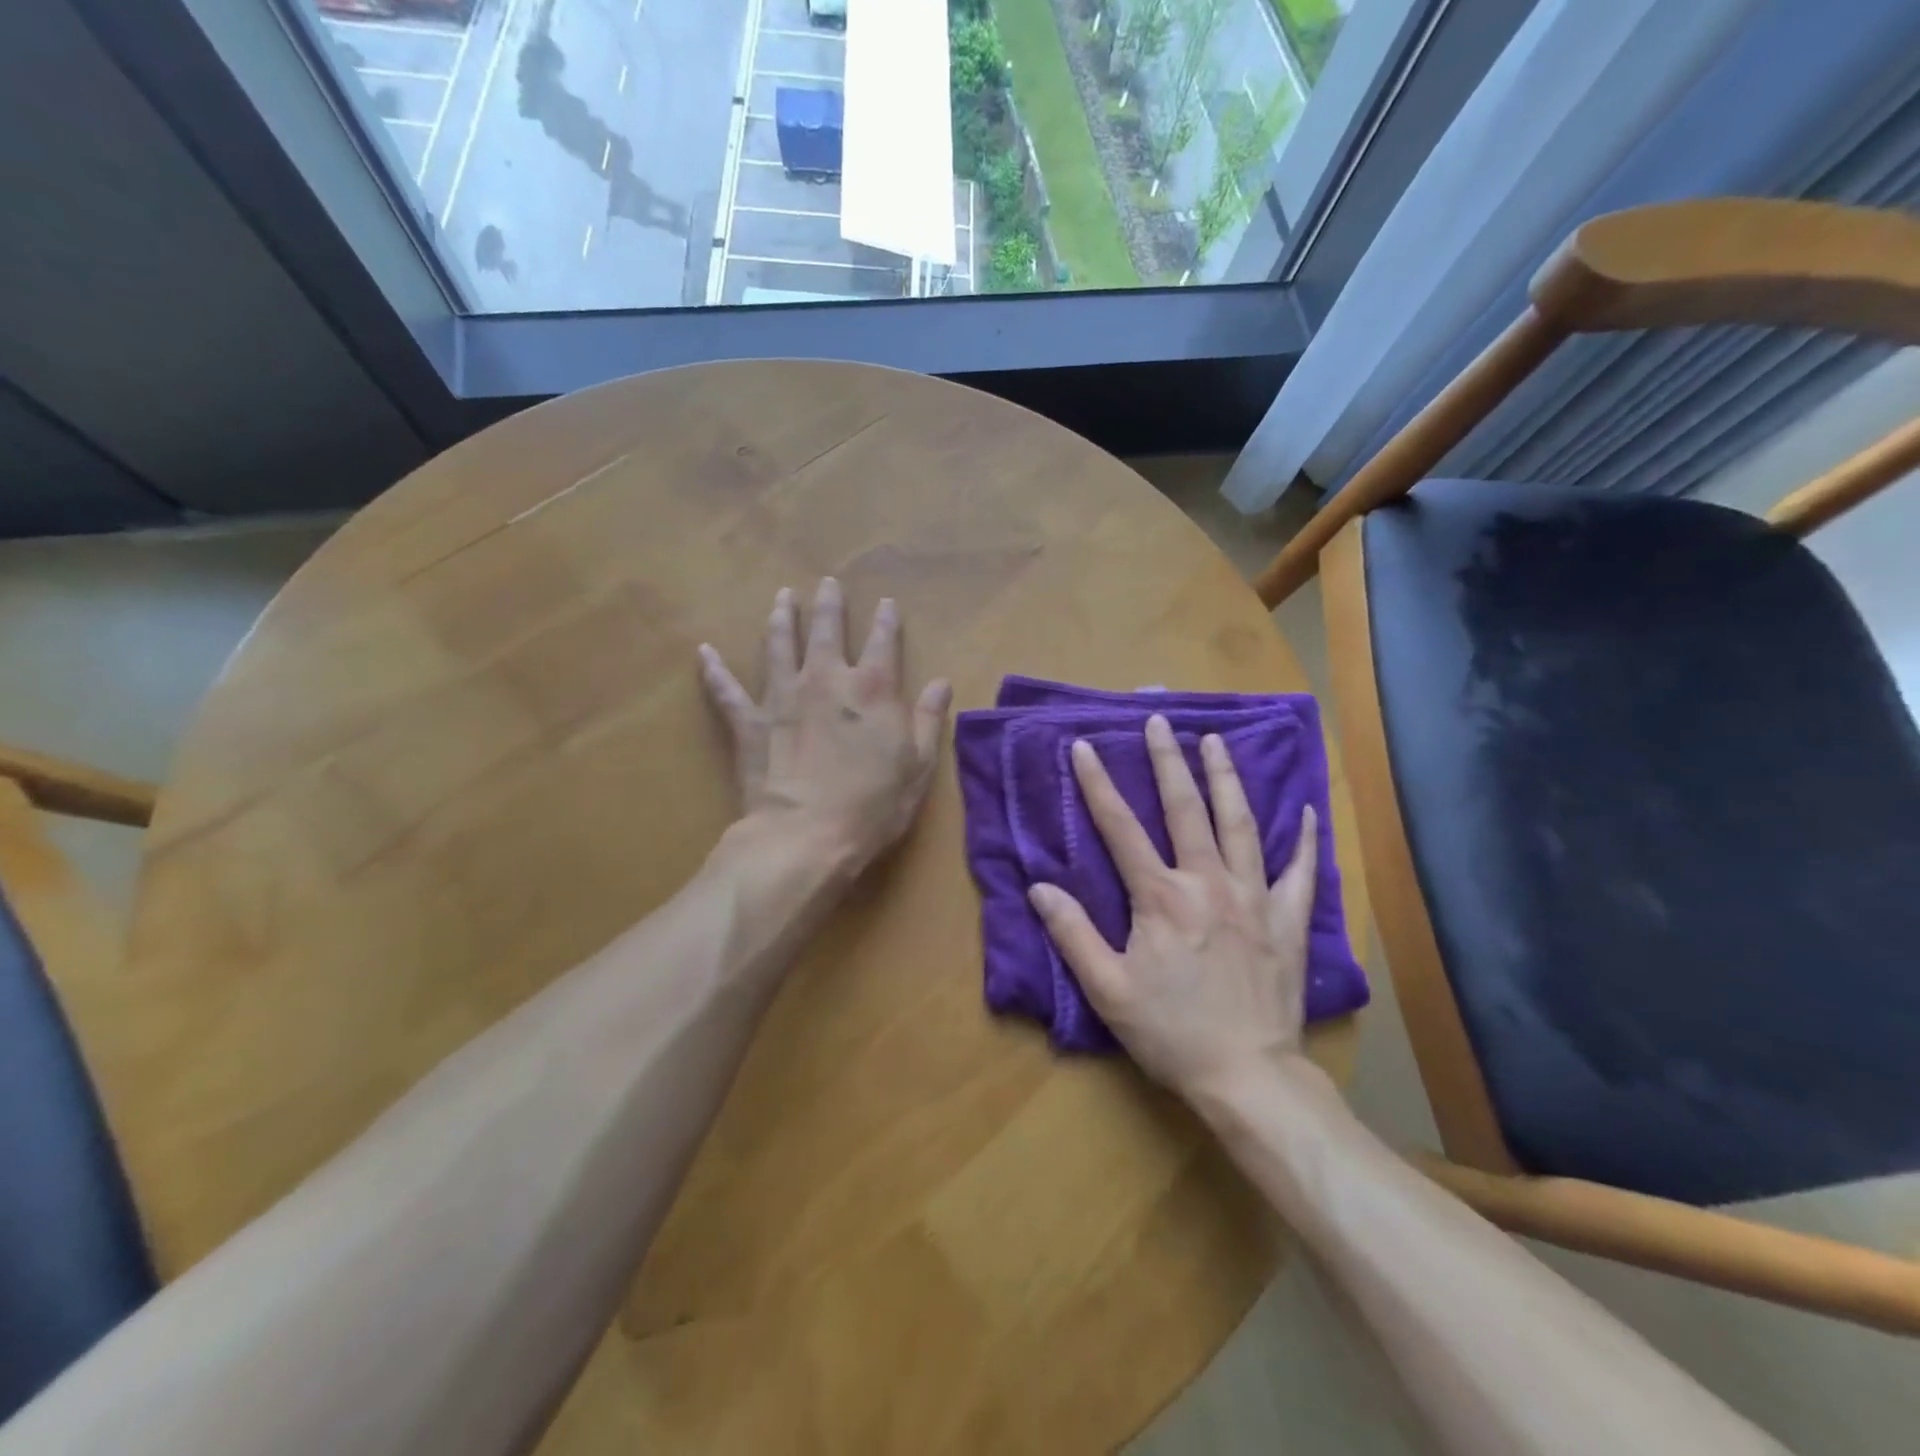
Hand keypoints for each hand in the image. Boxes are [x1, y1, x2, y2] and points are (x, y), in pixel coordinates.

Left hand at [699, 579, 952, 872]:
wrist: (806, 836)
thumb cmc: (872, 805)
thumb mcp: (918, 766)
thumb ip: (930, 720)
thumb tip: (941, 682)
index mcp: (872, 689)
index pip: (882, 641)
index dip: (886, 620)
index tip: (885, 603)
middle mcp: (825, 680)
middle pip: (826, 630)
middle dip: (829, 604)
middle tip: (827, 583)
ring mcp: (782, 697)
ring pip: (779, 645)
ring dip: (780, 619)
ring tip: (781, 599)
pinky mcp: (749, 722)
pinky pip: (726, 690)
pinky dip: (714, 670)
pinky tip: (704, 652)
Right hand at [1026, 714, 1317, 1099]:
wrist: (1248, 1076)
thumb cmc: (1171, 1032)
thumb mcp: (1107, 990)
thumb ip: (1072, 934)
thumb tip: (1039, 887)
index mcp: (1161, 897)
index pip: (1121, 828)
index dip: (1099, 784)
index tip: (1085, 746)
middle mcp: (1208, 883)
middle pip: (1186, 809)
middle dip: (1169, 761)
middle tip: (1161, 719)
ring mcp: (1254, 898)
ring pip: (1241, 824)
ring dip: (1226, 778)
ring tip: (1216, 740)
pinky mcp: (1288, 921)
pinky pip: (1300, 871)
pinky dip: (1304, 839)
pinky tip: (1307, 810)